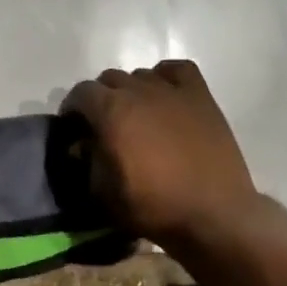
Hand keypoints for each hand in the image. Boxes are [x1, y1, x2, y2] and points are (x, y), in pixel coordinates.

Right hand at [61, 60, 259, 249]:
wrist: (214, 215)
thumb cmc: (153, 206)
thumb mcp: (103, 192)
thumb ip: (87, 161)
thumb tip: (81, 144)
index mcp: (110, 110)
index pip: (80, 93)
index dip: (73, 109)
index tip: (74, 128)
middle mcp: (138, 90)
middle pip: (109, 79)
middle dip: (100, 98)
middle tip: (104, 125)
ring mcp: (172, 90)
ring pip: (141, 74)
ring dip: (132, 90)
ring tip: (137, 115)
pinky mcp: (201, 97)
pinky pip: (177, 70)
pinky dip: (166, 77)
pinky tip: (165, 96)